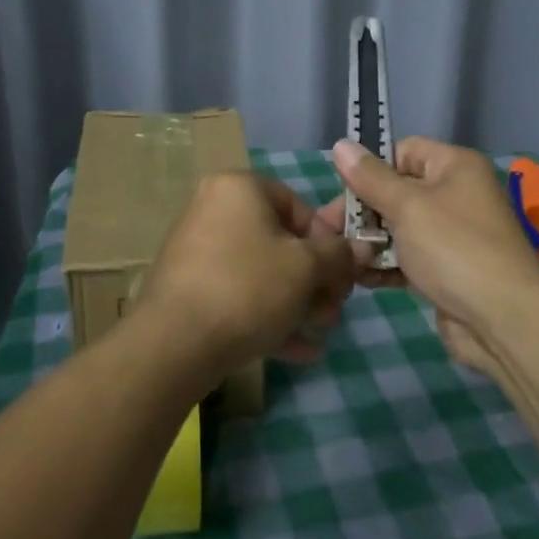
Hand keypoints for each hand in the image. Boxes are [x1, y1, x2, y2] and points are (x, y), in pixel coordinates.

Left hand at [139, 172, 368, 383]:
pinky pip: (238, 295)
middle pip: (279, 241)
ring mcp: (197, 251)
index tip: (343, 276)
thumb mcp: (306, 268)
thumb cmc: (248, 287)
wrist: (175, 343)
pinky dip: (268, 316)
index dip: (328, 242)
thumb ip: (339, 255)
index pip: (297, 205)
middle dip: (314, 280)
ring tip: (320, 333)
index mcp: (238, 188)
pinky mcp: (189, 289)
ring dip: (297, 302)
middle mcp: (214, 209)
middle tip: (334, 311)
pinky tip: (299, 350)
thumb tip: (363, 247)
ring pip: (261, 272)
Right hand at [332, 137, 538, 371]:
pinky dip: (385, 265)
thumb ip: (370, 177)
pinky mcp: (446, 270)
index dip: (372, 167)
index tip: (341, 189)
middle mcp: (456, 194)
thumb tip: (340, 145)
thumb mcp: (407, 206)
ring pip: (399, 228)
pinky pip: (408, 258)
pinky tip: (360, 279)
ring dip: (369, 242)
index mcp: (455, 166)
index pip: (403, 151)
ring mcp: (452, 235)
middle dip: (363, 211)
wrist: (503, 320)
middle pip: (397, 191)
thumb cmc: (453, 248)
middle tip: (328, 230)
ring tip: (342, 258)